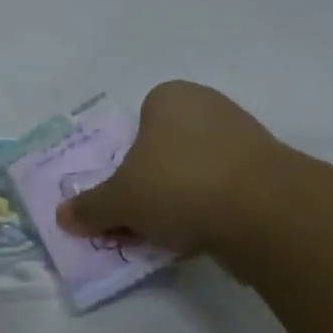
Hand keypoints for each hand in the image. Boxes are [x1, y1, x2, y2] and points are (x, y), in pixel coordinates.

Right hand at [57, 81, 288, 253]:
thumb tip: (62, 217)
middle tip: (146, 218)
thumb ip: (90, 207)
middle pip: (167, 149)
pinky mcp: (270, 168)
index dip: (129, 161)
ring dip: (185, 199)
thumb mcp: (120, 200)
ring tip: (177, 234)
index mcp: (170, 96)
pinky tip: (209, 235)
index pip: (138, 125)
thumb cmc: (178, 184)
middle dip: (156, 182)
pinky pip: (228, 188)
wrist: (263, 211)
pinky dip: (216, 209)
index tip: (128, 194)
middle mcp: (208, 105)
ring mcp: (245, 134)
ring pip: (198, 170)